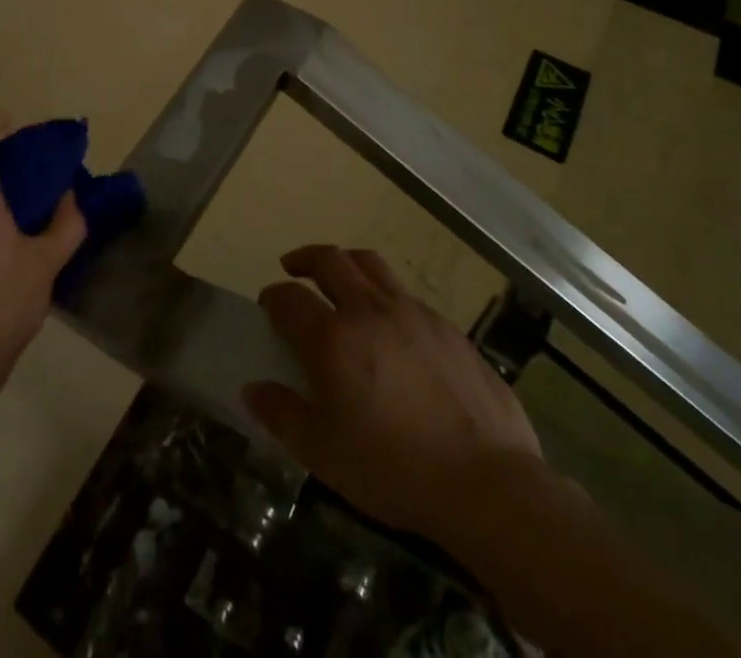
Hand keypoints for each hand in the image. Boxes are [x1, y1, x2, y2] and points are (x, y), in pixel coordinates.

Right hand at [243, 245, 545, 544]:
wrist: (488, 482)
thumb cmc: (395, 470)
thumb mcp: (324, 455)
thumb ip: (283, 415)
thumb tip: (252, 389)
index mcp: (333, 338)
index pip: (289, 298)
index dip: (273, 297)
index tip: (268, 305)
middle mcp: (368, 310)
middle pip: (330, 260)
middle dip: (304, 258)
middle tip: (293, 267)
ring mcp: (412, 311)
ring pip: (370, 263)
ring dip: (345, 262)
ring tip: (339, 276)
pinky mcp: (446, 325)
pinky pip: (405, 292)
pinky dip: (384, 293)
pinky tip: (390, 324)